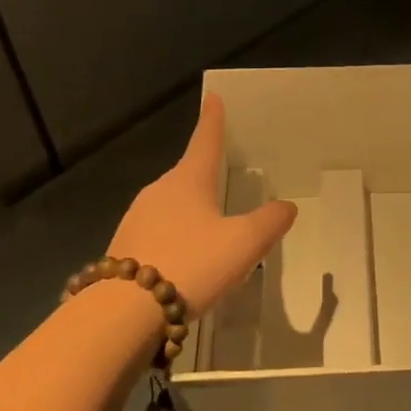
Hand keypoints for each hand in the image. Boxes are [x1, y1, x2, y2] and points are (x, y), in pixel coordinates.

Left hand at [107, 93, 296, 315]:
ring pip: (172, 204)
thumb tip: (286, 206)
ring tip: (211, 228)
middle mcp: (159, 191)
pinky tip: (186, 258)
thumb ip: (270, 222)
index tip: (213, 98)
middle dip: (204, 173)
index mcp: (188, 181)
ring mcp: (137, 218)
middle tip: (224, 176)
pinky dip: (175, 236)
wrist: (124, 312)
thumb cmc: (191, 264)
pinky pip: (158, 231)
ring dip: (190, 210)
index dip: (213, 120)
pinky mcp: (125, 247)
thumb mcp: (244, 244)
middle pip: (187, 174)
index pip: (205, 141)